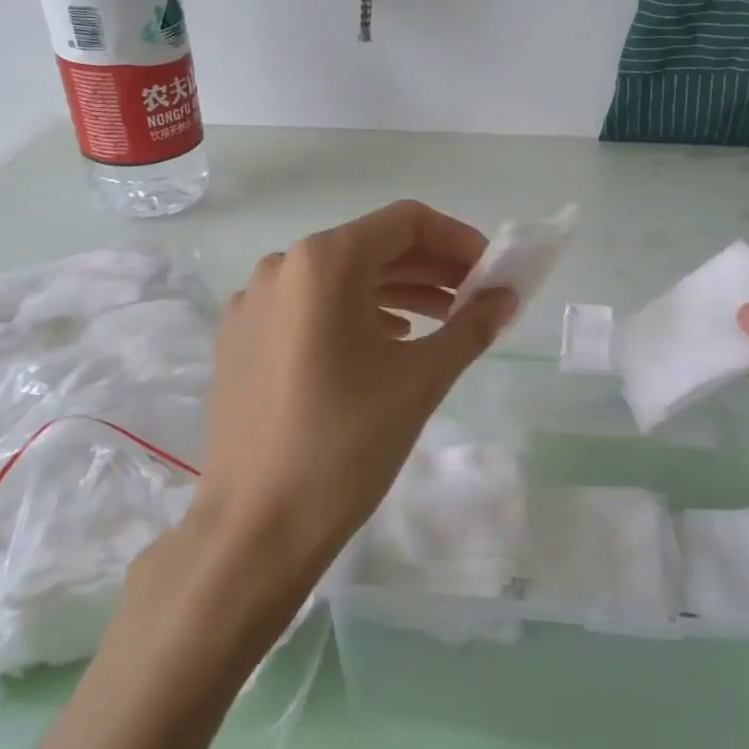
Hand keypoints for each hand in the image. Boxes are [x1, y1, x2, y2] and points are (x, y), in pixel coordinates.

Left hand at [188, 200, 516, 591]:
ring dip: (397, 291)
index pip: (406, 222)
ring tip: (442, 322)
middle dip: (432, 268)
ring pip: (341, 278)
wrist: (257, 526)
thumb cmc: (346, 445)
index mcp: (323, 262)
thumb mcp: (421, 380)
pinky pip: (310, 308)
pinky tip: (387, 343)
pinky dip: (356, 314)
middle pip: (372, 247)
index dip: (459, 240)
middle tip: (476, 300)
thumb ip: (471, 326)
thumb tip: (507, 296)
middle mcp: (282, 266)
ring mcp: (254, 303)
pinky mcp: (241, 338)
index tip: (491, 274)